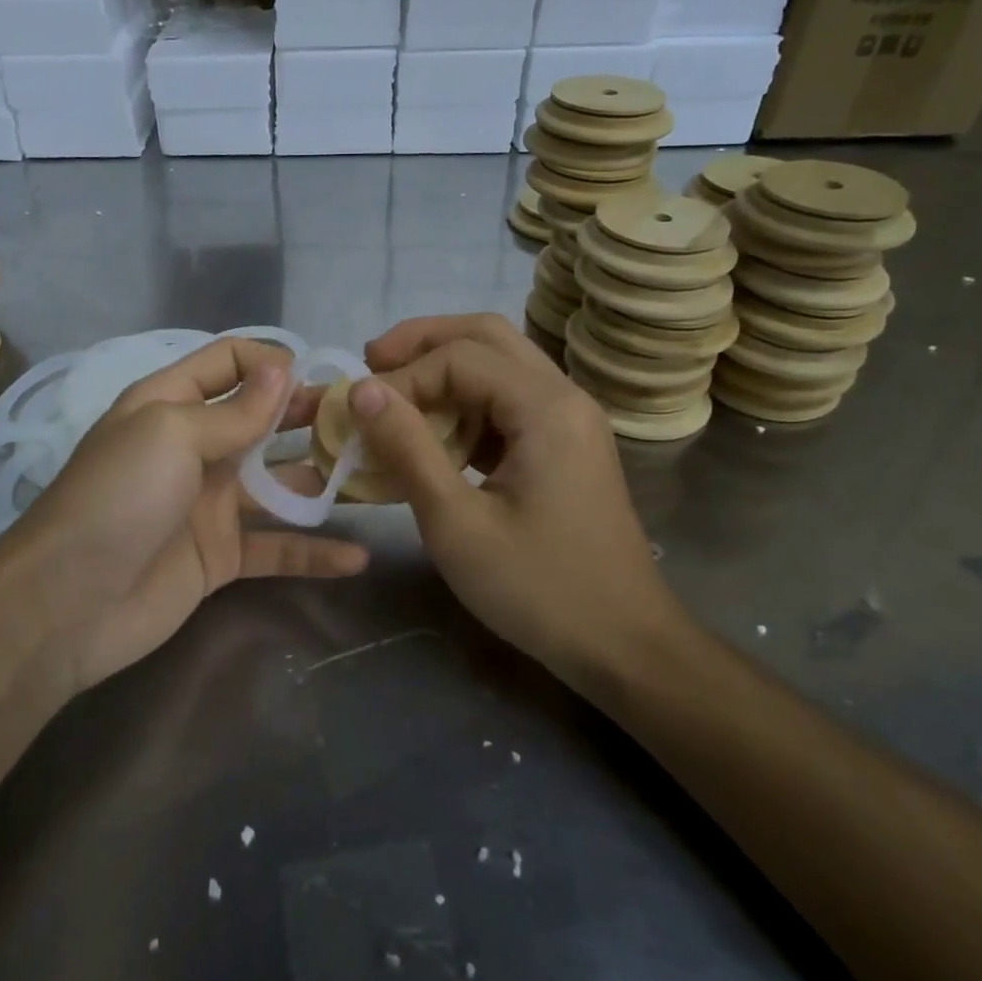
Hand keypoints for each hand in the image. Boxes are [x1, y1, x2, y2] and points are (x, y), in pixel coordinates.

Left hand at [11, 338, 367, 695]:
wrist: (67, 605)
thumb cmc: (118, 498)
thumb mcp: (170, 434)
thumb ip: (234, 410)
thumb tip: (282, 368)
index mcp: (170, 404)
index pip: (228, 361)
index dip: (272, 362)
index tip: (319, 376)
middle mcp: (193, 447)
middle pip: (261, 420)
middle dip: (308, 416)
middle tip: (363, 422)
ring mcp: (209, 504)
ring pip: (278, 484)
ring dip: (322, 480)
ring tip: (375, 477)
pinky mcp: (221, 556)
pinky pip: (275, 547)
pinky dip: (313, 552)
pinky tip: (356, 555)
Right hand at [351, 315, 683, 691]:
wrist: (623, 644)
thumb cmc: (538, 589)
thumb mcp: (456, 523)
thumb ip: (408, 448)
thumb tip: (362, 391)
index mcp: (546, 408)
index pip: (459, 357)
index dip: (402, 377)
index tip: (358, 412)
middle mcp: (564, 397)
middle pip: (487, 336)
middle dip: (423, 343)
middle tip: (371, 363)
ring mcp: (570, 420)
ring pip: (500, 363)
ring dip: (444, 369)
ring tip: (395, 395)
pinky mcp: (565, 445)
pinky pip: (510, 400)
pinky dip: (466, 402)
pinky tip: (435, 433)